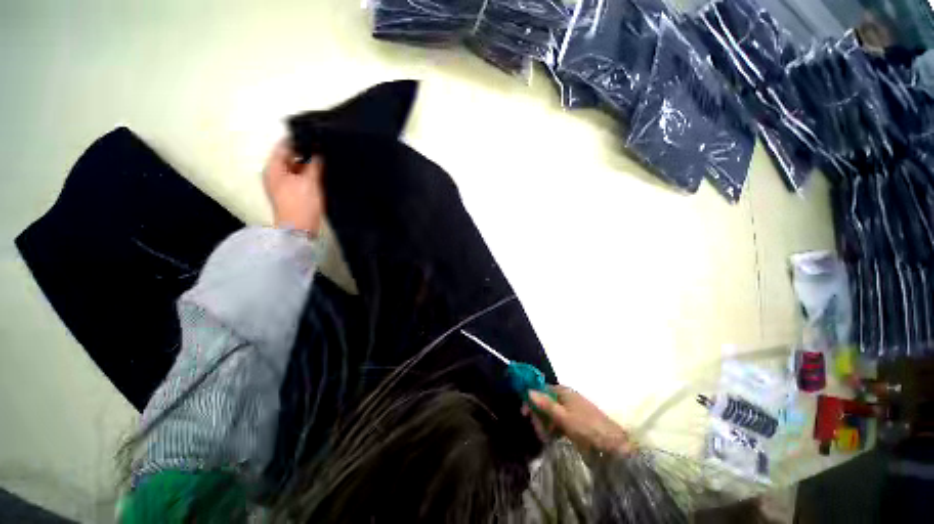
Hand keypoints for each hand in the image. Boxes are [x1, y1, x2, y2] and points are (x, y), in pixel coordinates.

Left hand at [263, 140, 324, 235]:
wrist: (299, 230)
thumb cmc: (301, 204)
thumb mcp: (310, 181)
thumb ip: (315, 164)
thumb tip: (319, 150)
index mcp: (274, 168)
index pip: (284, 146)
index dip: (299, 140)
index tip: (314, 135)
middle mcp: (276, 174)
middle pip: (291, 157)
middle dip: (307, 153)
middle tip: (324, 148)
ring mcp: (284, 185)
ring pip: (297, 168)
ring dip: (310, 165)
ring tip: (326, 160)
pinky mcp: (293, 194)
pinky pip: (301, 179)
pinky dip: (310, 175)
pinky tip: (323, 174)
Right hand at [523, 385, 632, 455]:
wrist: (613, 445)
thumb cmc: (586, 428)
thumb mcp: (563, 417)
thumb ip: (545, 404)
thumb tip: (528, 390)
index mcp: (563, 391)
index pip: (541, 390)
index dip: (532, 401)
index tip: (525, 414)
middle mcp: (566, 397)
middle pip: (545, 402)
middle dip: (539, 416)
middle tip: (539, 432)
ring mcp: (571, 409)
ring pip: (551, 413)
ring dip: (546, 424)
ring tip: (546, 438)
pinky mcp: (575, 420)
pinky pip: (559, 421)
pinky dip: (554, 428)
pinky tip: (553, 438)